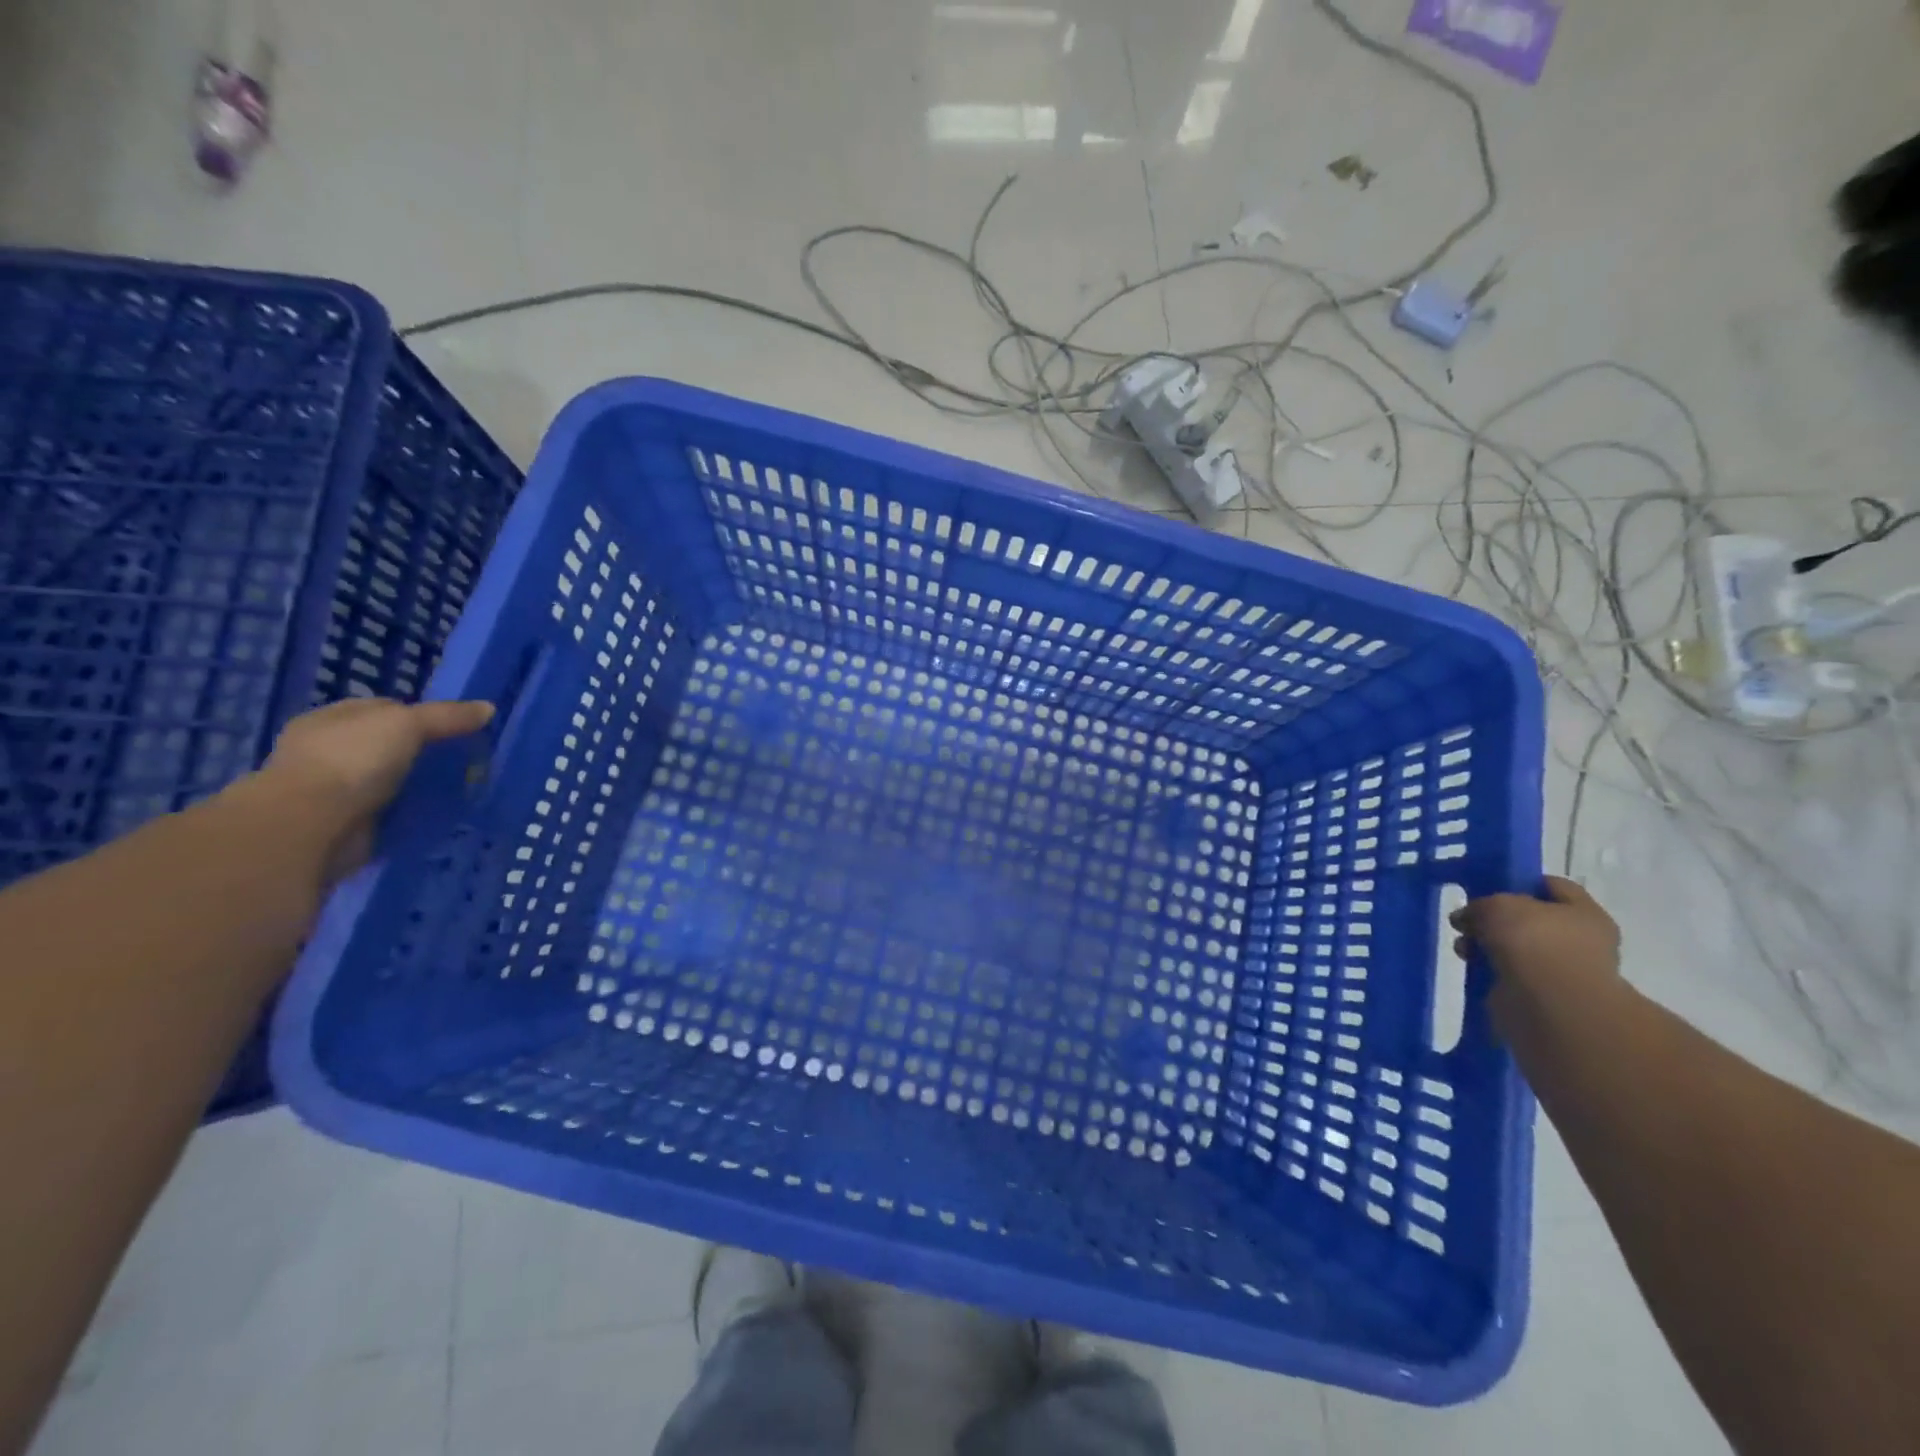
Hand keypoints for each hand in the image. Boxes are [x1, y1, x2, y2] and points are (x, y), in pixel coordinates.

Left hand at [256, 697, 494, 884]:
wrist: (311, 826)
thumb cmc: (351, 761)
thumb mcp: (407, 724)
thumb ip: (447, 716)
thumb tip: (488, 708)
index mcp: (330, 719)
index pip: (383, 708)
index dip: (421, 714)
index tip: (457, 727)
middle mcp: (326, 752)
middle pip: (389, 746)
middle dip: (424, 753)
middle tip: (466, 760)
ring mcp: (332, 790)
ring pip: (391, 781)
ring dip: (418, 786)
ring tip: (462, 789)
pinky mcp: (344, 824)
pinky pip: (389, 813)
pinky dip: (411, 813)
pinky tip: (440, 814)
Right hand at [1451, 876, 1620, 1006]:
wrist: (1548, 1005)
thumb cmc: (1534, 942)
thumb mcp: (1498, 905)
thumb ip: (1480, 905)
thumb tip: (1467, 918)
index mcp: (1584, 913)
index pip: (1553, 886)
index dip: (1520, 881)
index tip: (1487, 885)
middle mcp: (1580, 941)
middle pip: (1531, 919)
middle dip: (1497, 919)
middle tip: (1468, 920)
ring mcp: (1562, 971)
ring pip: (1516, 948)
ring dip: (1488, 946)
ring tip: (1463, 948)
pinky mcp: (1542, 997)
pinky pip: (1509, 974)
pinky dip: (1490, 971)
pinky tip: (1471, 967)